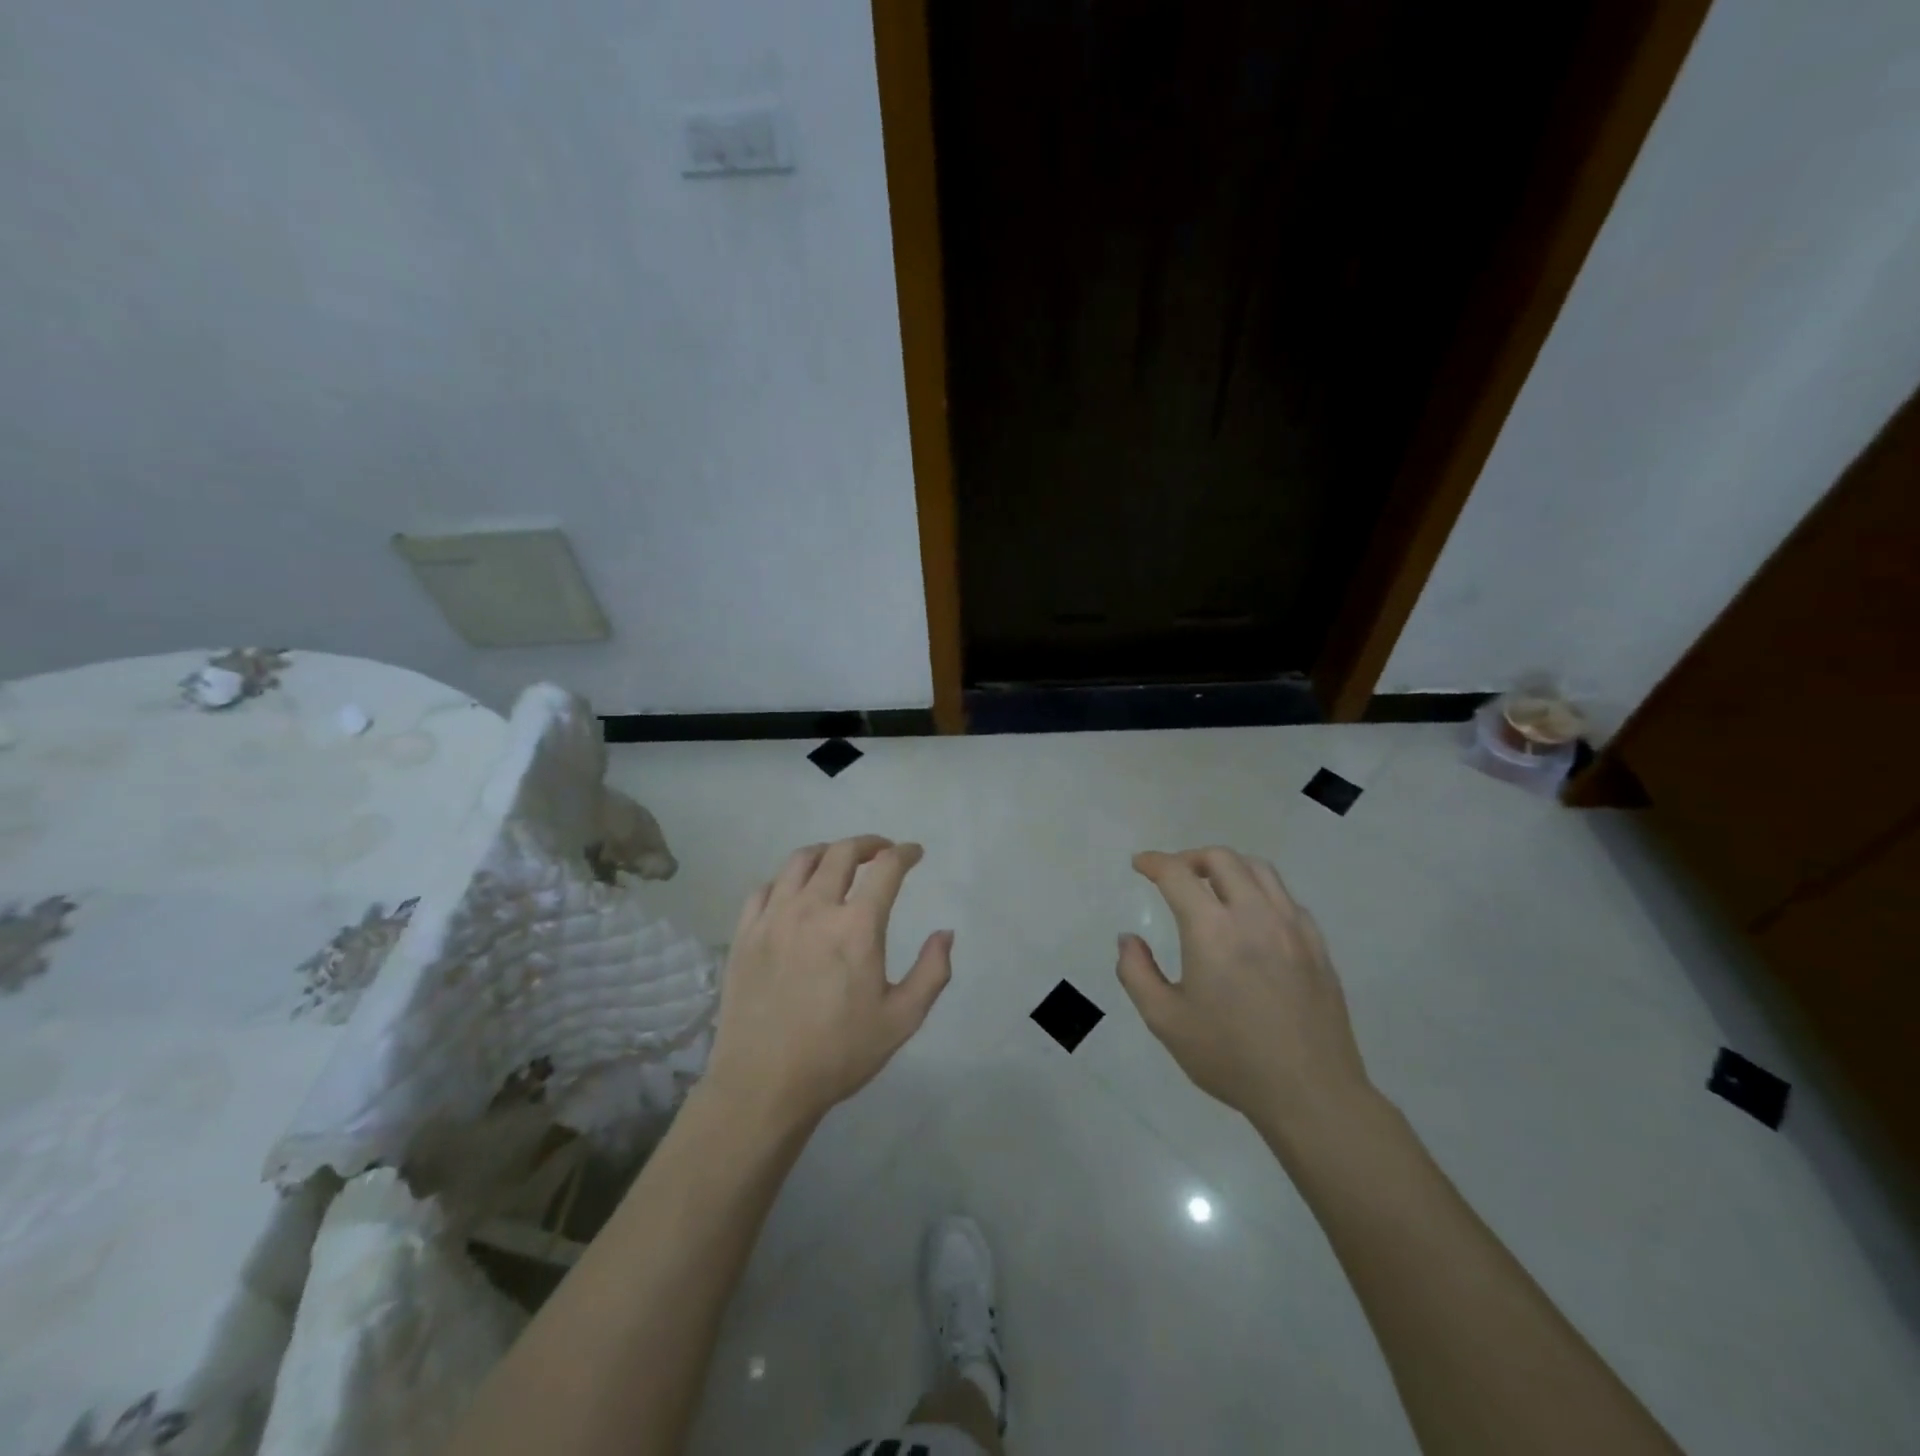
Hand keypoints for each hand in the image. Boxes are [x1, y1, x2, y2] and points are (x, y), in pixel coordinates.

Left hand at [705, 836, 952, 1131]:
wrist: (764, 1084)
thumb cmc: (839, 1053)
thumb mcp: (902, 1019)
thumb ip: (932, 972)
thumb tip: (945, 933)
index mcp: (857, 927)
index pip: (886, 869)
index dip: (904, 854)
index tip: (914, 853)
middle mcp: (814, 909)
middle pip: (842, 853)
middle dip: (868, 844)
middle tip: (881, 851)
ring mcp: (774, 917)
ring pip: (800, 861)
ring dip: (827, 852)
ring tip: (838, 860)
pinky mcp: (745, 933)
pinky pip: (765, 887)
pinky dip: (786, 878)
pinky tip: (794, 891)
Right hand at [1116, 847, 1372, 1143]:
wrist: (1310, 1093)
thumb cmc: (1230, 1057)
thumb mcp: (1165, 1021)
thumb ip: (1136, 973)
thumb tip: (1128, 939)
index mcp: (1212, 930)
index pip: (1178, 874)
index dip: (1154, 862)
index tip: (1140, 864)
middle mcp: (1254, 915)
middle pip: (1221, 859)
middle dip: (1190, 858)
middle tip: (1173, 875)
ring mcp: (1292, 927)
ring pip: (1259, 870)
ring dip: (1228, 867)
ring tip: (1212, 886)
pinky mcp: (1317, 945)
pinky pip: (1286, 898)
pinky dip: (1260, 892)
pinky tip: (1252, 918)